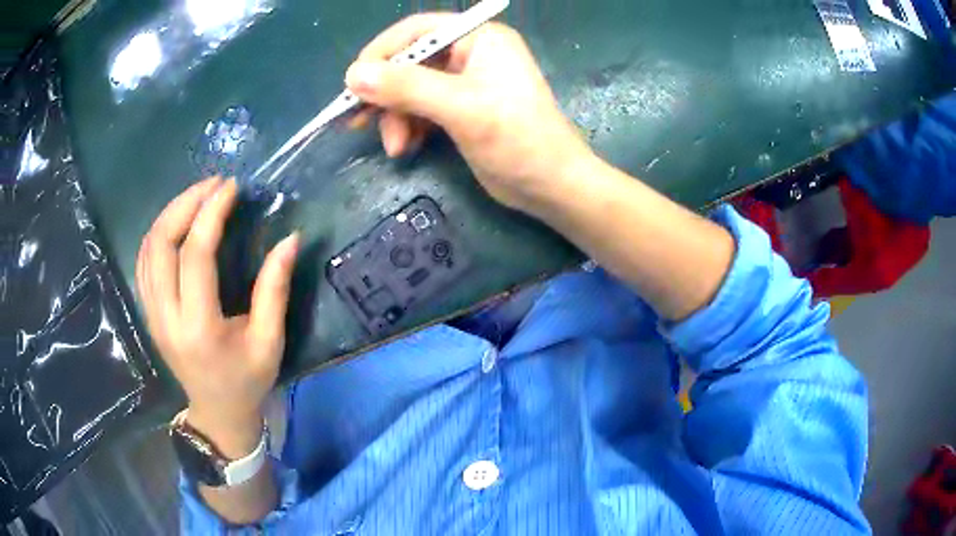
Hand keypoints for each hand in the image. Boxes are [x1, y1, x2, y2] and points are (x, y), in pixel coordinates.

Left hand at [136, 177, 298, 456]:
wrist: (216, 413)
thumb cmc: (247, 381)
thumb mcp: (269, 341)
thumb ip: (275, 289)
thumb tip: (290, 239)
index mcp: (199, 327)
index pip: (195, 256)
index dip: (211, 214)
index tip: (231, 188)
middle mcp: (167, 317)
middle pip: (161, 244)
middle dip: (185, 204)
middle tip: (213, 184)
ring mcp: (152, 314)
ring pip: (147, 249)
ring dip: (170, 213)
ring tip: (198, 195)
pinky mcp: (148, 312)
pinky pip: (143, 262)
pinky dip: (158, 233)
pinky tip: (177, 221)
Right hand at [345, 16, 593, 214]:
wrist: (551, 186)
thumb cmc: (516, 139)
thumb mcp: (459, 107)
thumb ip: (406, 87)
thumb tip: (353, 74)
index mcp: (479, 38)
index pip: (417, 30)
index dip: (381, 52)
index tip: (353, 82)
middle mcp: (471, 53)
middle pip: (410, 61)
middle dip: (385, 93)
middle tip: (357, 121)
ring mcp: (466, 82)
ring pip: (411, 89)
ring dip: (396, 117)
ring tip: (395, 147)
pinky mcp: (461, 109)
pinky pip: (421, 109)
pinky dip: (409, 127)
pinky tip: (405, 148)